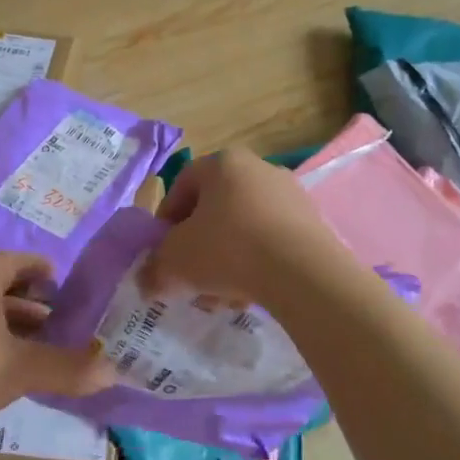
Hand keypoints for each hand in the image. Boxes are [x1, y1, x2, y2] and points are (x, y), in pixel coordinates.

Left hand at [0, 252, 114, 436]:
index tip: (58, 275)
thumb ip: (66, 369)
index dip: (34, 265)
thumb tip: (114, 372)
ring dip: (11, 333)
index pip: (8, 263)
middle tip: (60, 320)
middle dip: (29, 305)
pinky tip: (9, 381)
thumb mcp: (21, 367)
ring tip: (40, 352)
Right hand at [140, 151, 343, 307]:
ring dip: (226, 261)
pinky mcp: (312, 223)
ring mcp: (290, 195)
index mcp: (223, 163)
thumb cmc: (228, 249)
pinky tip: (249, 295)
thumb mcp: (176, 261)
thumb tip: (146, 282)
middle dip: (198, 247)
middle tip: (190, 277)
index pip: (182, 185)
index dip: (166, 220)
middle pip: (215, 209)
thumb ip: (154, 269)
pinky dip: (256, 264)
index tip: (163, 251)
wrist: (302, 272)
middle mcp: (259, 168)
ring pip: (244, 229)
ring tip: (220, 296)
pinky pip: (272, 241)